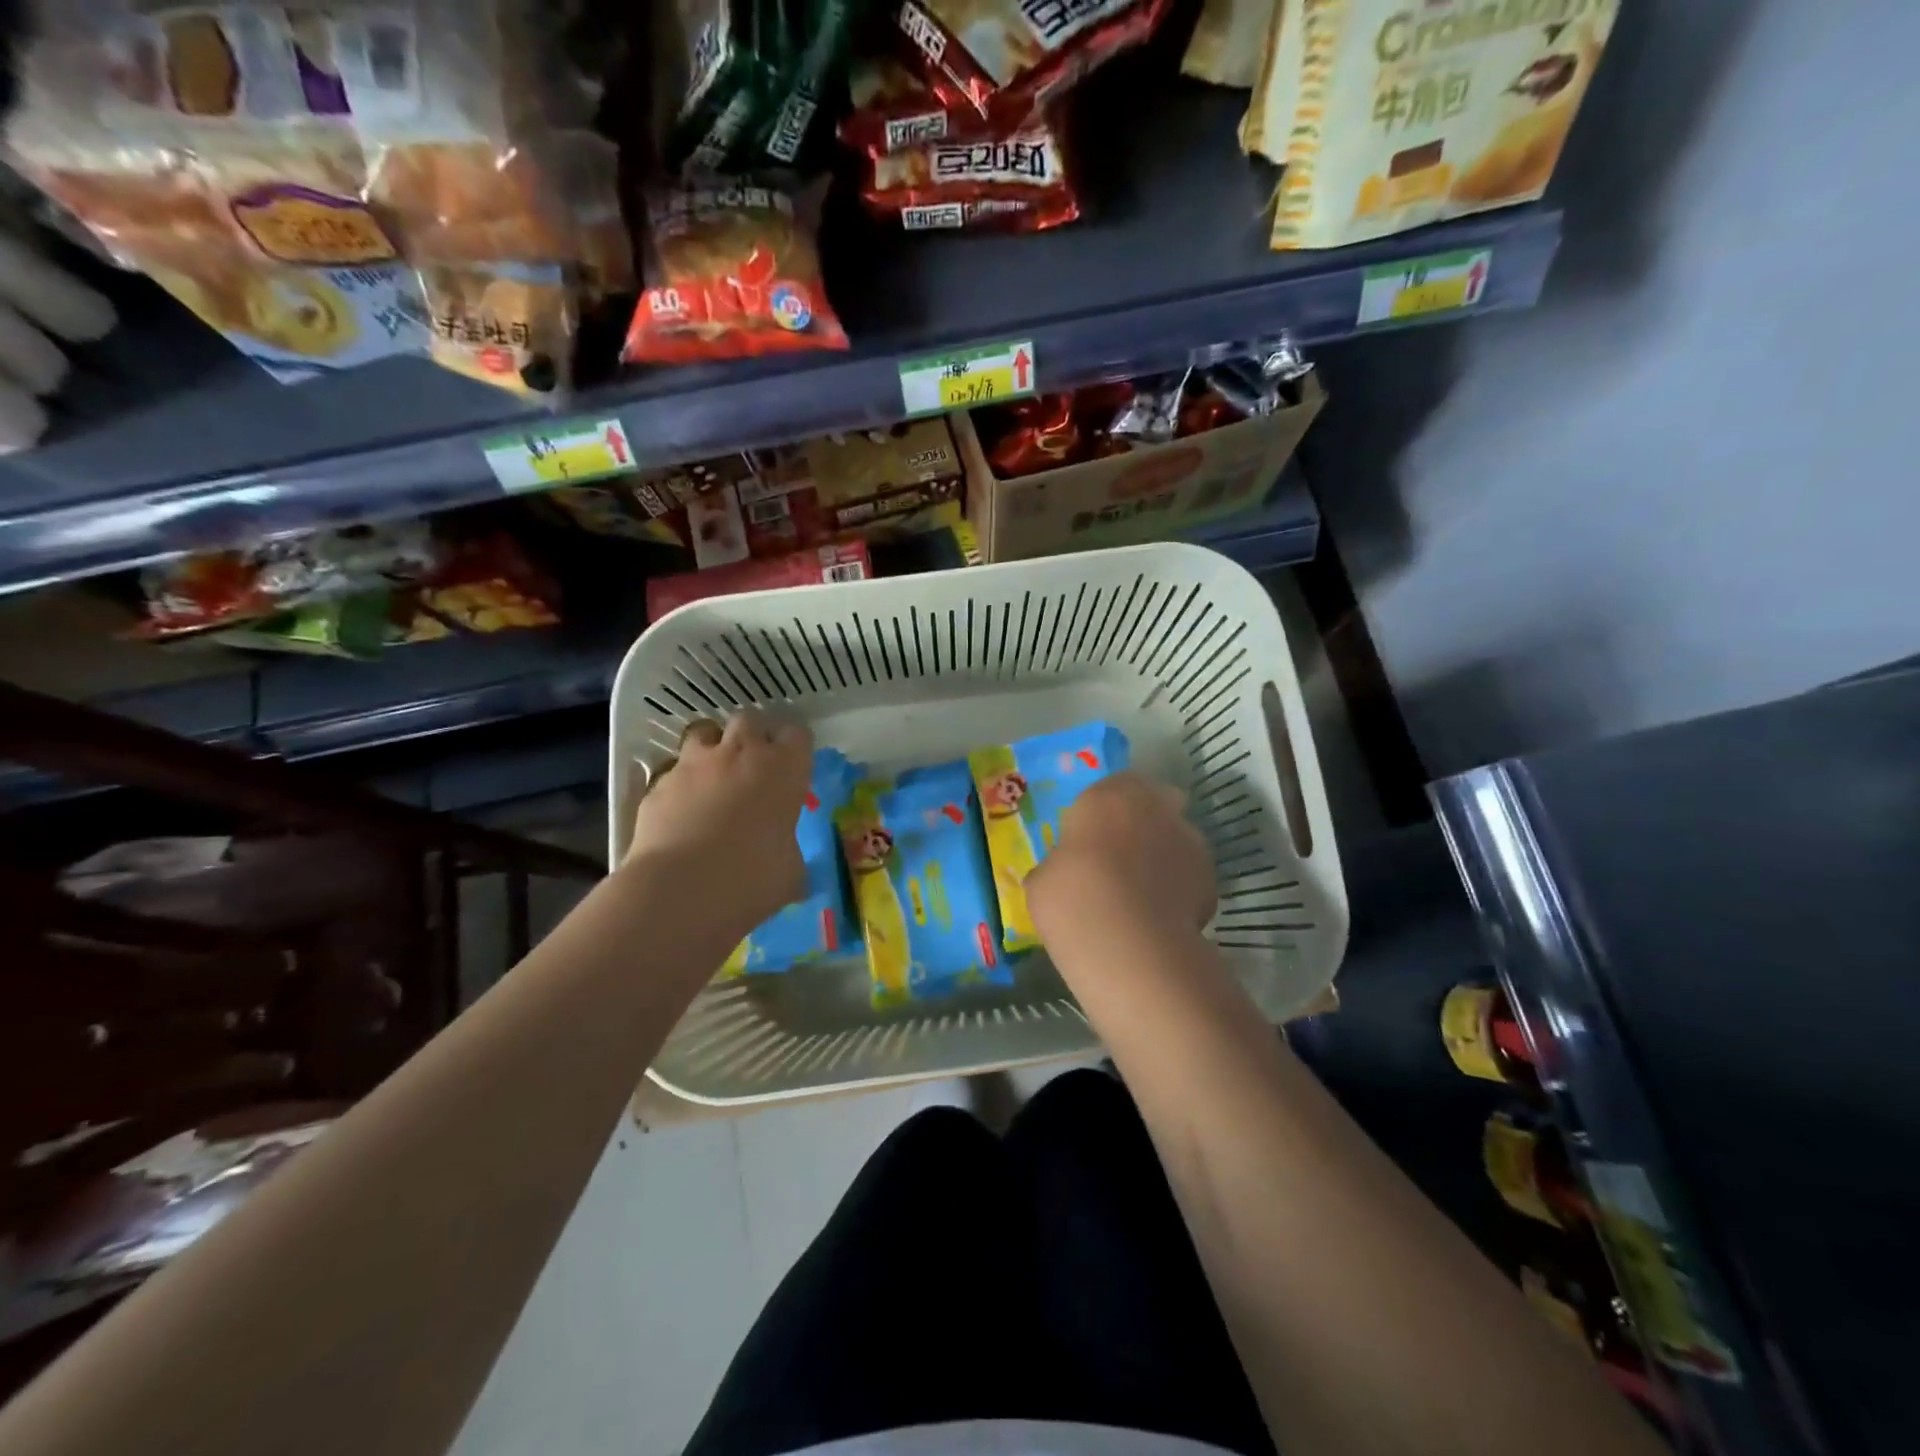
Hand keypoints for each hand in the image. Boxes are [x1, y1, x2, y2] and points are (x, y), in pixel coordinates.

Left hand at [624, 711, 812, 933]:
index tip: (792, 767)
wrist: (682, 888)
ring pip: (704, 731)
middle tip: (752, 765)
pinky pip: (673, 771)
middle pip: (749, 719)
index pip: (797, 734)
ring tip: (712, 775)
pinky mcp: (659, 783)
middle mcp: (741, 754)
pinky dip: (680, 784)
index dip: (794, 748)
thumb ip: (789, 851)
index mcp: (784, 769)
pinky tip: (681, 810)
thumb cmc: (754, 878)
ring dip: (711, 747)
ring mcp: (695, 764)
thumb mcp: (790, 871)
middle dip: (752, 736)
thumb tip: (786, 859)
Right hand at [1026, 773, 1215, 950]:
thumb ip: (1058, 867)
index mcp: (1109, 795)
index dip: (1101, 811)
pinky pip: (1188, 877)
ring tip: (1139, 895)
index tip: (1088, 839)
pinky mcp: (1211, 879)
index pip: (1110, 787)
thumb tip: (1060, 875)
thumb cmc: (1073, 898)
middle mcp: (1155, 807)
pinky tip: (1157, 918)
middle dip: (1141, 823)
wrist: (1130, 945)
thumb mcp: (1042, 881)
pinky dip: (1177, 890)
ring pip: (1174, 838)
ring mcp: (1189, 841)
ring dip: (1161, 856)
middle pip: (1152, 804)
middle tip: (1117, 858)